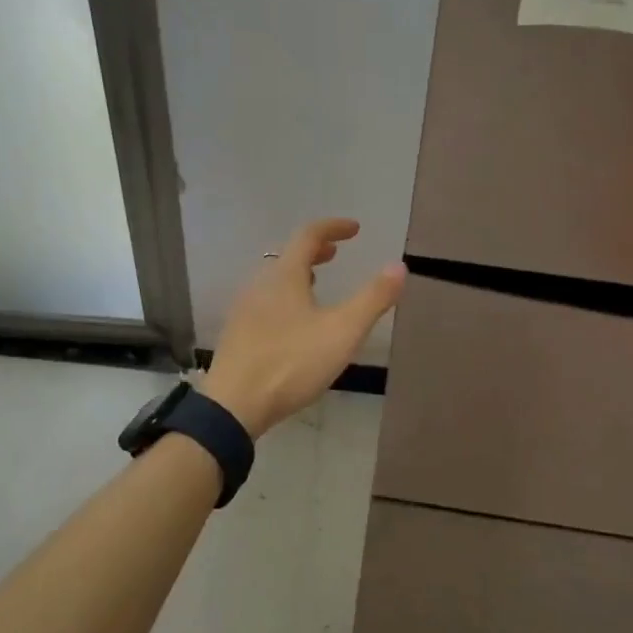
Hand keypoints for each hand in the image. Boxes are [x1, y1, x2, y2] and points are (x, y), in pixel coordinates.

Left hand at [202, 218, 404, 436]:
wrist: (234, 405)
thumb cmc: (292, 362)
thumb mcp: (343, 331)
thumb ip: (373, 298)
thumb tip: (398, 266)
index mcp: (284, 276)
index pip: (308, 235)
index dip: (333, 228)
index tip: (354, 229)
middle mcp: (260, 285)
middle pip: (288, 256)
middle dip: (314, 251)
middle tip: (335, 254)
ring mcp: (244, 310)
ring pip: (274, 281)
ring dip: (298, 274)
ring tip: (316, 285)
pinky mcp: (237, 334)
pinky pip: (264, 302)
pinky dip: (285, 297)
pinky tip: (293, 323)